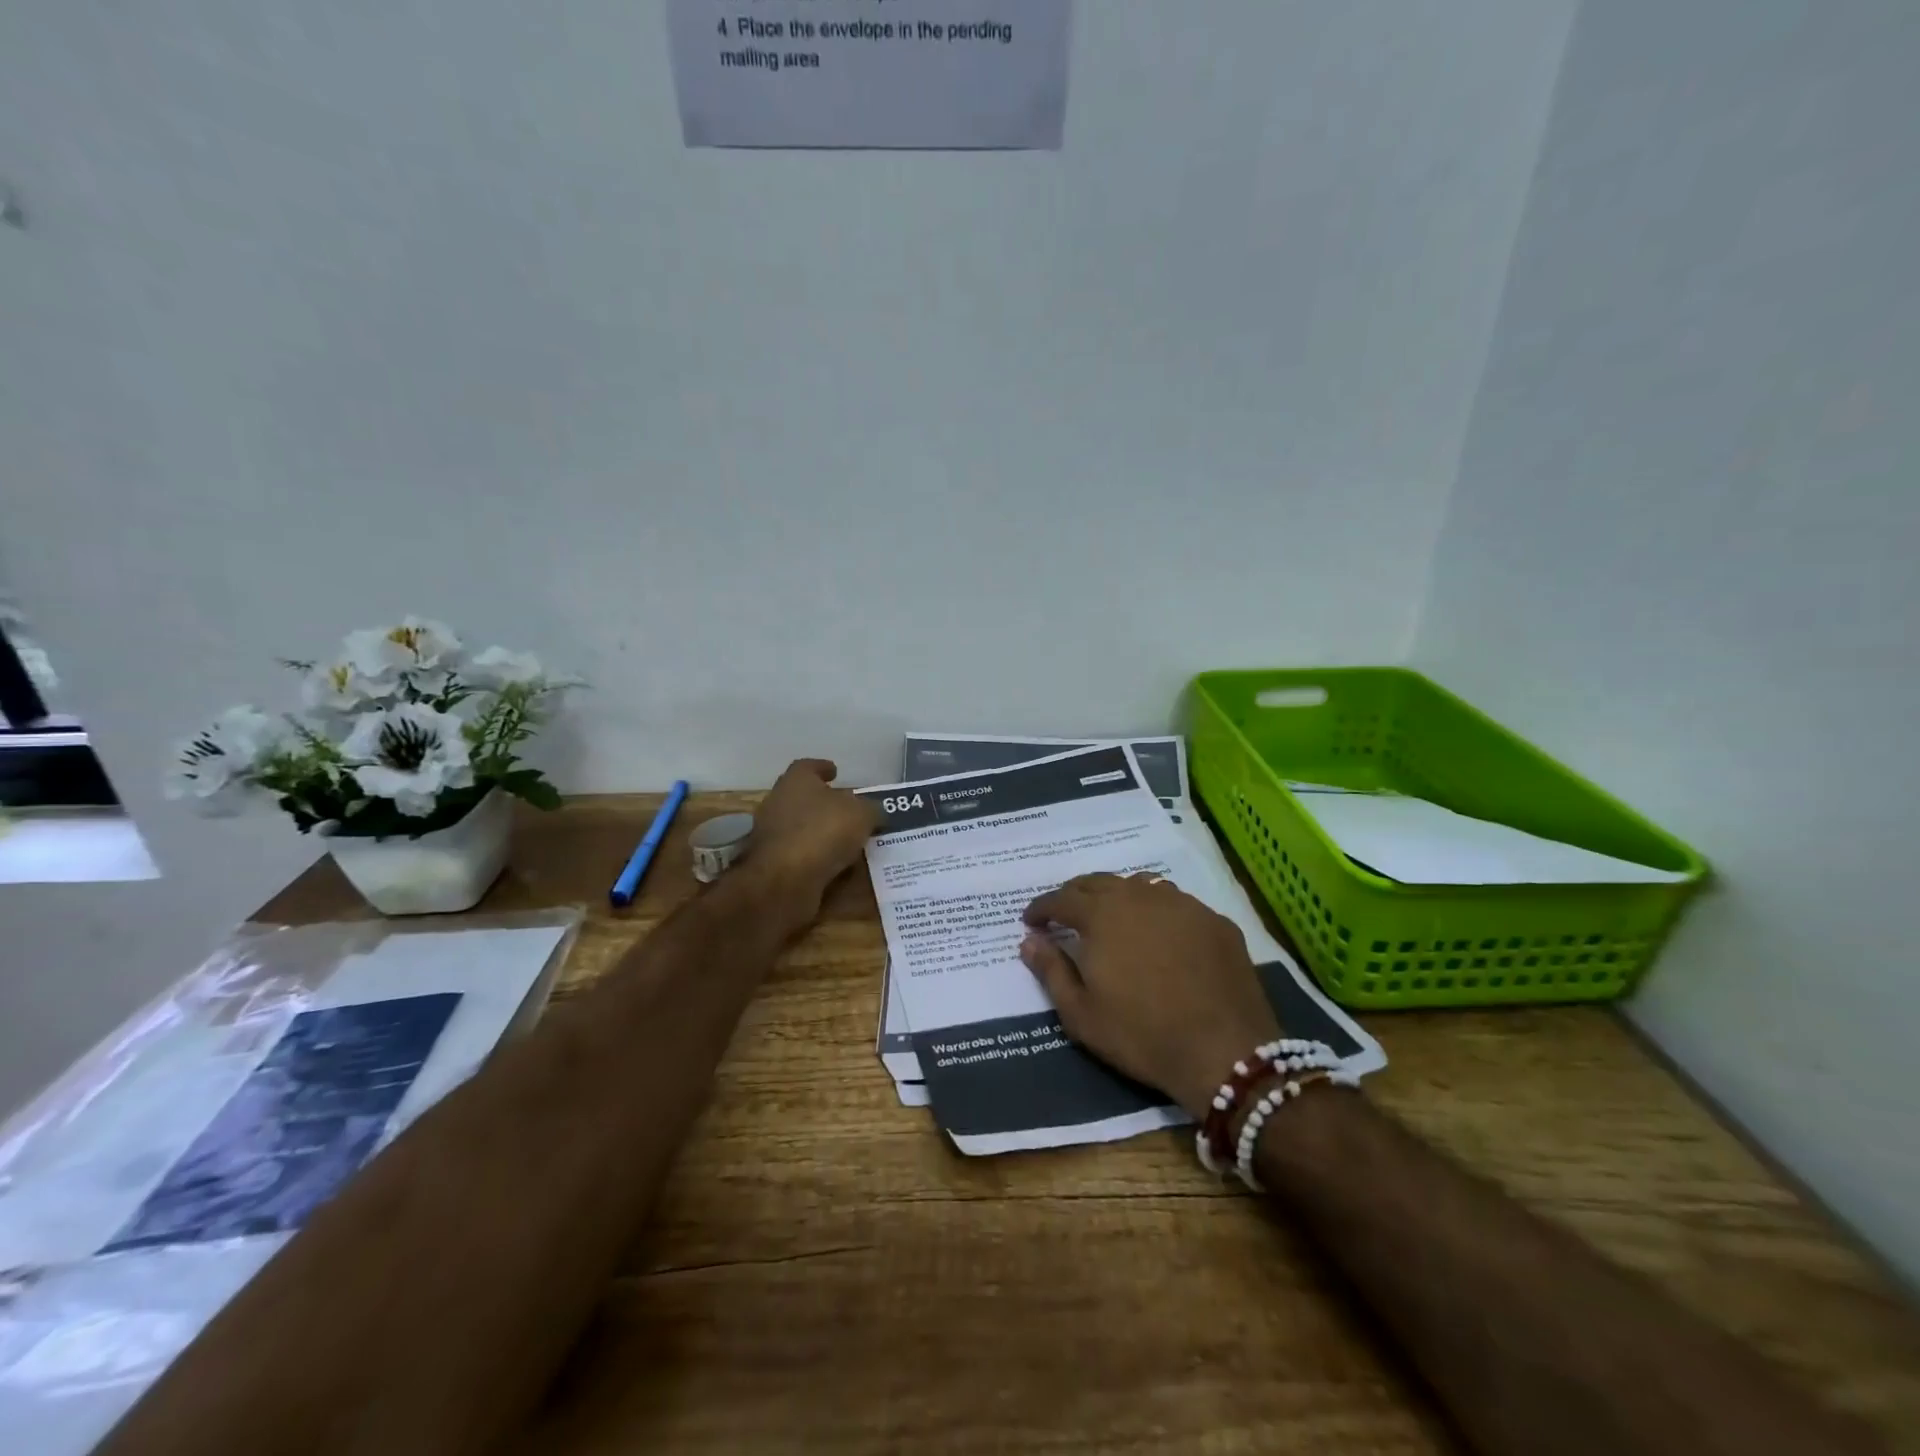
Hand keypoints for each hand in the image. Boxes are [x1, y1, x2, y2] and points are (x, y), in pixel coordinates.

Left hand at [748, 759, 883, 918]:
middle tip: (849, 810)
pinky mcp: (772, 864)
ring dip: (821, 832)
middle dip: (824, 803)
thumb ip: (871, 809)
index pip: (807, 766)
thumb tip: (873, 811)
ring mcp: (770, 835)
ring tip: (848, 841)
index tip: (836, 773)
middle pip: (803, 797)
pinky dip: (816, 857)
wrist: (785, 881)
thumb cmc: (824, 832)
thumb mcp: (862, 814)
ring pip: (801, 827)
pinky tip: (836, 865)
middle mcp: (777, 803)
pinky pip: (800, 854)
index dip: (823, 768)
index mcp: (795, 781)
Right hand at [1021, 873, 1279, 1118]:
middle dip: (1076, 895)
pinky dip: (1157, 913)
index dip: (1042, 908)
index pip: (1062, 899)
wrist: (1225, 1051)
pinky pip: (1177, 905)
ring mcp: (1183, 905)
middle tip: (1065, 915)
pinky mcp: (1215, 921)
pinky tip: (1160, 936)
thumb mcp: (1081, 1013)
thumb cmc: (1141, 1035)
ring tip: (1112, 919)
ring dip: (1118, 898)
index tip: (1030, 921)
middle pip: (1099, 883)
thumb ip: (1050, 970)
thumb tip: (1029, 940)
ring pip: (1140, 887)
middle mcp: (1140, 896)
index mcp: (1102, 914)